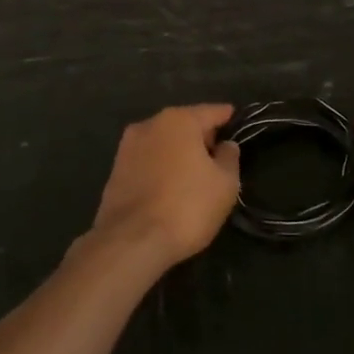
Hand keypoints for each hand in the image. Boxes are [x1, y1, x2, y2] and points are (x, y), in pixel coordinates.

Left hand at [90, 105, 240, 268]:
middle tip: (219, 157)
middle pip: (185, 124)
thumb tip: (225, 145)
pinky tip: (170, 188)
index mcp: (179, 119)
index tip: (238, 123)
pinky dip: (161, 168)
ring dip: (179, 153)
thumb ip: (229, 157)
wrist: (131, 241)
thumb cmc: (187, 206)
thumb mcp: (225, 184)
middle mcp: (150, 124)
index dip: (228, 118)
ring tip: (194, 176)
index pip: (212, 111)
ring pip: (163, 142)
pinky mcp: (115, 170)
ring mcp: (128, 146)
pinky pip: (148, 161)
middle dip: (202, 137)